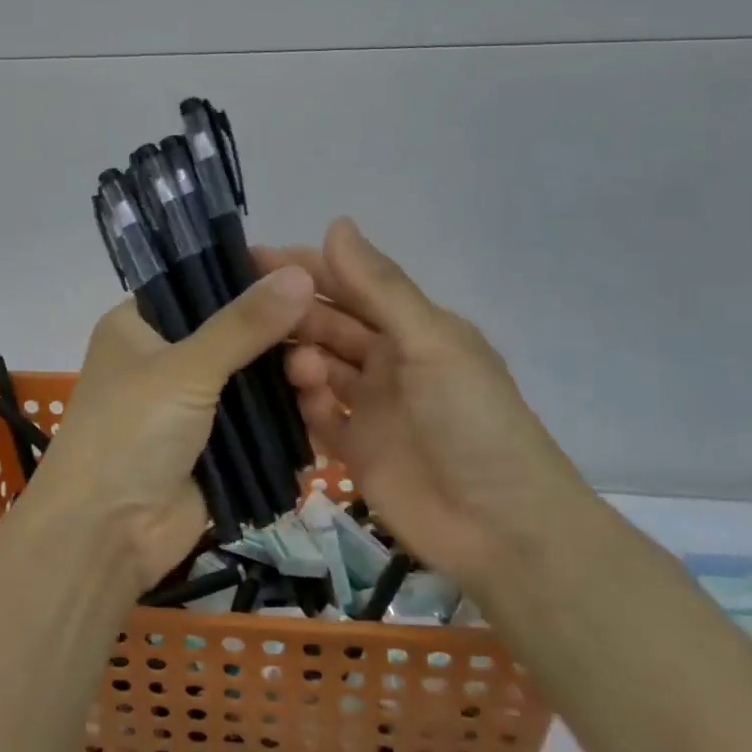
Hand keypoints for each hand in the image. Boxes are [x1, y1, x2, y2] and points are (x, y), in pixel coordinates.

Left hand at [24, 265, 315, 591]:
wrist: (106, 536)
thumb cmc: (130, 433)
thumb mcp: (185, 370)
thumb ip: (243, 324)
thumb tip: (298, 273)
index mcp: (140, 324)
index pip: (201, 282)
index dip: (250, 274)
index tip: (305, 269)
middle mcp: (166, 357)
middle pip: (234, 330)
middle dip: (280, 330)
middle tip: (330, 325)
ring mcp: (193, 403)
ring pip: (252, 375)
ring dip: (288, 373)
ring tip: (324, 372)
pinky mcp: (216, 444)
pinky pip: (260, 417)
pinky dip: (288, 411)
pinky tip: (324, 401)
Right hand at [259, 218, 591, 592]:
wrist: (501, 528)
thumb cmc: (472, 421)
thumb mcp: (431, 343)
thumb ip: (380, 288)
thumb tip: (335, 223)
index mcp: (412, 329)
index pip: (351, 285)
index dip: (308, 268)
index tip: (256, 256)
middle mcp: (387, 361)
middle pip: (329, 325)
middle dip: (294, 314)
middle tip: (251, 309)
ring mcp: (370, 407)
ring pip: (318, 368)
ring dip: (300, 361)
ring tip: (297, 367)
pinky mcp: (355, 450)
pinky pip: (318, 417)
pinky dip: (307, 406)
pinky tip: (307, 403)